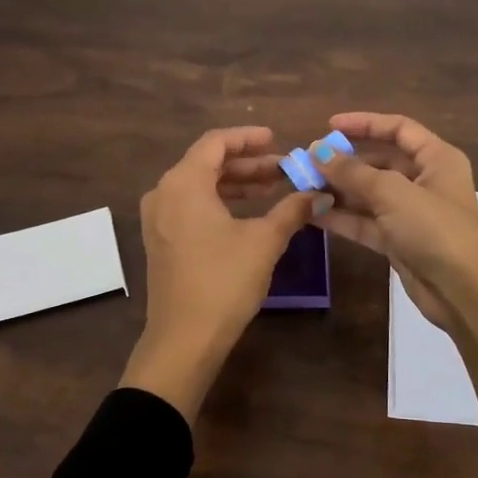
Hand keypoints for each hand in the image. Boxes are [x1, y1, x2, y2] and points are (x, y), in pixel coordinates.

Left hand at [121, 127, 317, 419]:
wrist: (185, 338)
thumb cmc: (224, 281)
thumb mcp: (264, 241)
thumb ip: (291, 210)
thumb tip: (319, 194)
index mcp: (184, 183)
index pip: (216, 143)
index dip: (248, 139)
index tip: (277, 140)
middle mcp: (164, 193)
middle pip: (206, 163)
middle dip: (247, 164)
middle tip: (282, 169)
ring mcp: (158, 219)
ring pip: (199, 187)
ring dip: (235, 184)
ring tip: (272, 189)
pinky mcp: (161, 241)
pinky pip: (191, 207)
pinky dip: (219, 203)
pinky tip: (248, 215)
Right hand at [317, 112, 477, 426]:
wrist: (461, 291)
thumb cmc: (434, 229)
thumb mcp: (392, 193)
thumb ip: (352, 171)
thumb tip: (316, 151)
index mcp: (437, 158)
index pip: (399, 129)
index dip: (365, 123)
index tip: (330, 126)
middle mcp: (425, 181)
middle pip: (380, 162)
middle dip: (344, 163)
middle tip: (307, 163)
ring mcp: (411, 213)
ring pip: (369, 194)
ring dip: (338, 190)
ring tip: (302, 187)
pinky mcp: (398, 241)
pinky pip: (366, 221)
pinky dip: (342, 217)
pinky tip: (312, 213)